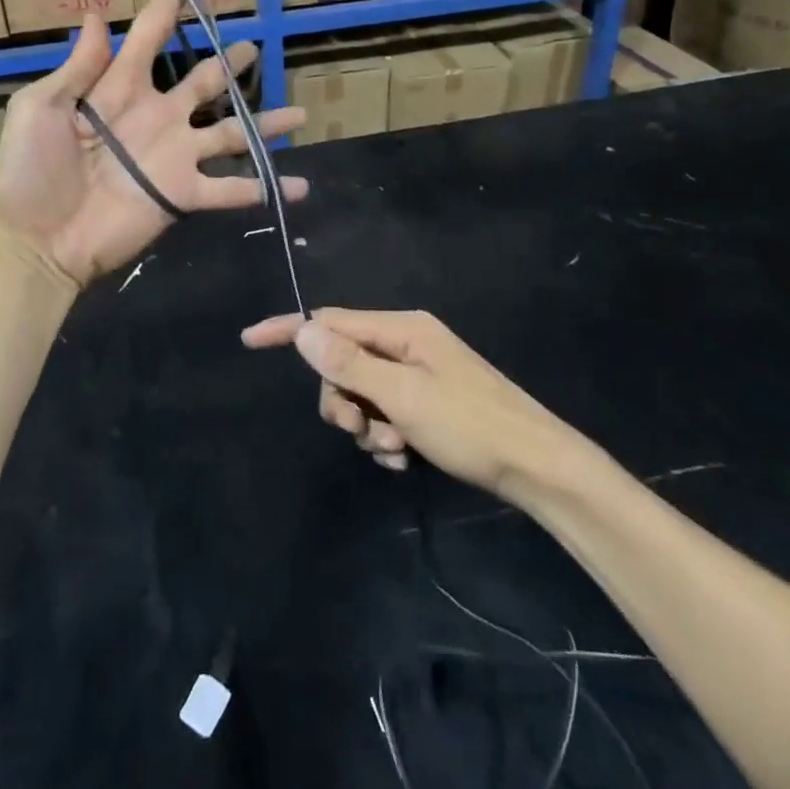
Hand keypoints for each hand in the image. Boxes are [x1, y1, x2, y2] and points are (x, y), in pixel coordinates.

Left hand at [0, 0, 306, 286]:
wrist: (38, 240)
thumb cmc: (30, 170)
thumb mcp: (40, 108)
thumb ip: (78, 67)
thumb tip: (98, 16)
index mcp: (118, 90)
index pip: (147, 42)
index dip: (164, 13)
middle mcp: (155, 117)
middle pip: (201, 83)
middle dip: (226, 64)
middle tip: (253, 47)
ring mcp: (174, 156)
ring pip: (231, 132)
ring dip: (264, 124)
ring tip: (298, 113)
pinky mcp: (183, 194)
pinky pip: (232, 188)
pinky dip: (266, 187)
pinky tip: (300, 186)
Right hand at [241, 309, 576, 496]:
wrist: (539, 468)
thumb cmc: (470, 426)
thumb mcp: (403, 396)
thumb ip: (350, 364)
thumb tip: (302, 330)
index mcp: (402, 329)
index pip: (330, 321)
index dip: (290, 330)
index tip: (250, 340)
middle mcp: (407, 342)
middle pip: (343, 361)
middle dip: (340, 398)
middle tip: (358, 430)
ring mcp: (418, 372)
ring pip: (362, 391)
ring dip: (364, 423)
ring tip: (391, 450)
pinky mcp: (427, 400)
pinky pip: (384, 410)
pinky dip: (383, 433)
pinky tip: (402, 456)